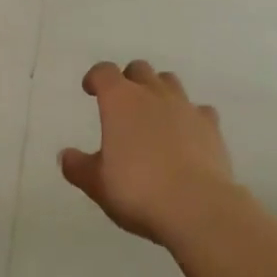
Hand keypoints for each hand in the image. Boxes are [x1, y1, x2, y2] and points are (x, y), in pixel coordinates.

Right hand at [59, 61, 239, 243]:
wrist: (197, 206)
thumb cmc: (137, 190)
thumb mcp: (97, 184)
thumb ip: (78, 167)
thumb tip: (66, 156)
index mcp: (120, 101)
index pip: (104, 72)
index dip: (95, 78)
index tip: (90, 90)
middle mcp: (153, 94)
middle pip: (139, 70)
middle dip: (128, 80)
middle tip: (122, 103)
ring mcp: (185, 107)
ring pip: (170, 82)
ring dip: (159, 91)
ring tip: (153, 114)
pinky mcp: (211, 126)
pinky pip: (199, 110)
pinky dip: (190, 116)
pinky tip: (187, 135)